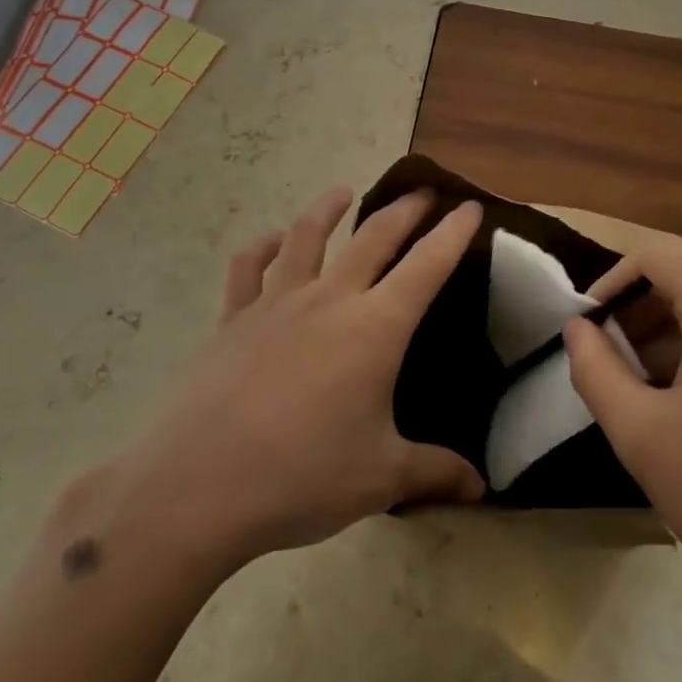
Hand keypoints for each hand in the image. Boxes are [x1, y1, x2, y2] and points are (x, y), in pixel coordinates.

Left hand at [114, 187, 485, 574]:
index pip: (428, 266)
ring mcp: (276, 304)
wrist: (198, 488)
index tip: (471, 207)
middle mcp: (330, 300)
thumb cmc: (303, 477)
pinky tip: (272, 241)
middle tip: (424, 193)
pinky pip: (248, 268)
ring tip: (344, 193)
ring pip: (306, 236)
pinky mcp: (233, 319)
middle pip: (374, 237)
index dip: (453, 233)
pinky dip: (262, 247)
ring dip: (329, 209)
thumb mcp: (381, 479)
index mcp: (375, 328)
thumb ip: (435, 473)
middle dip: (405, 210)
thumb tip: (482, 488)